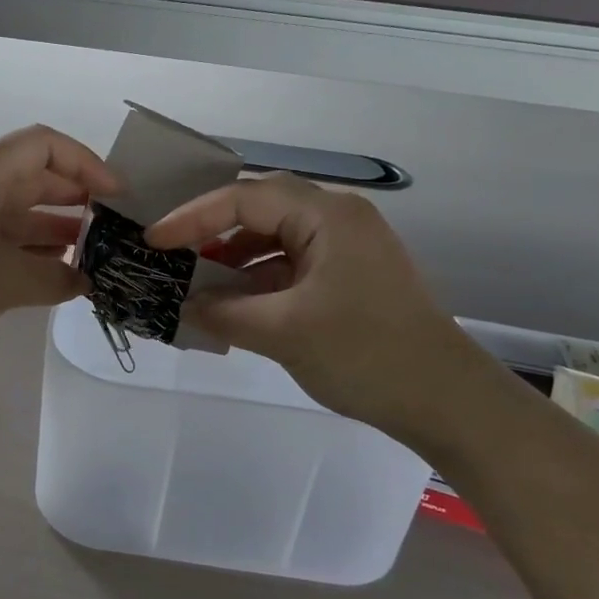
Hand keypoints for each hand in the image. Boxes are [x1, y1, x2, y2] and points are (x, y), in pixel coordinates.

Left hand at [0, 124, 118, 368]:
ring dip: (61, 229)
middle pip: (37, 178)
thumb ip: (55, 275)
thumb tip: (87, 280)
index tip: (116, 195)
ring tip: (99, 254)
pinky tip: (65, 275)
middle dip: (78, 198)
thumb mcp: (4, 278)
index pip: (43, 145)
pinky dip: (38, 253)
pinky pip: (10, 242)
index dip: (85, 162)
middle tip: (116, 228)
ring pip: (24, 213)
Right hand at [146, 174, 505, 450]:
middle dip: (212, 232)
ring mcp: (348, 248)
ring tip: (197, 284)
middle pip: (261, 210)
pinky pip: (293, 265)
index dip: (192, 217)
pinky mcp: (351, 276)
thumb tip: (185, 305)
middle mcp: (339, 218)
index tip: (154, 241)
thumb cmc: (365, 354)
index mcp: (327, 216)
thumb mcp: (282, 332)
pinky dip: (260, 281)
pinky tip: (235, 306)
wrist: (445, 400)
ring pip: (276, 239)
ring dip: (235, 259)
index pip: (244, 198)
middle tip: (172, 254)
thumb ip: (224, 312)